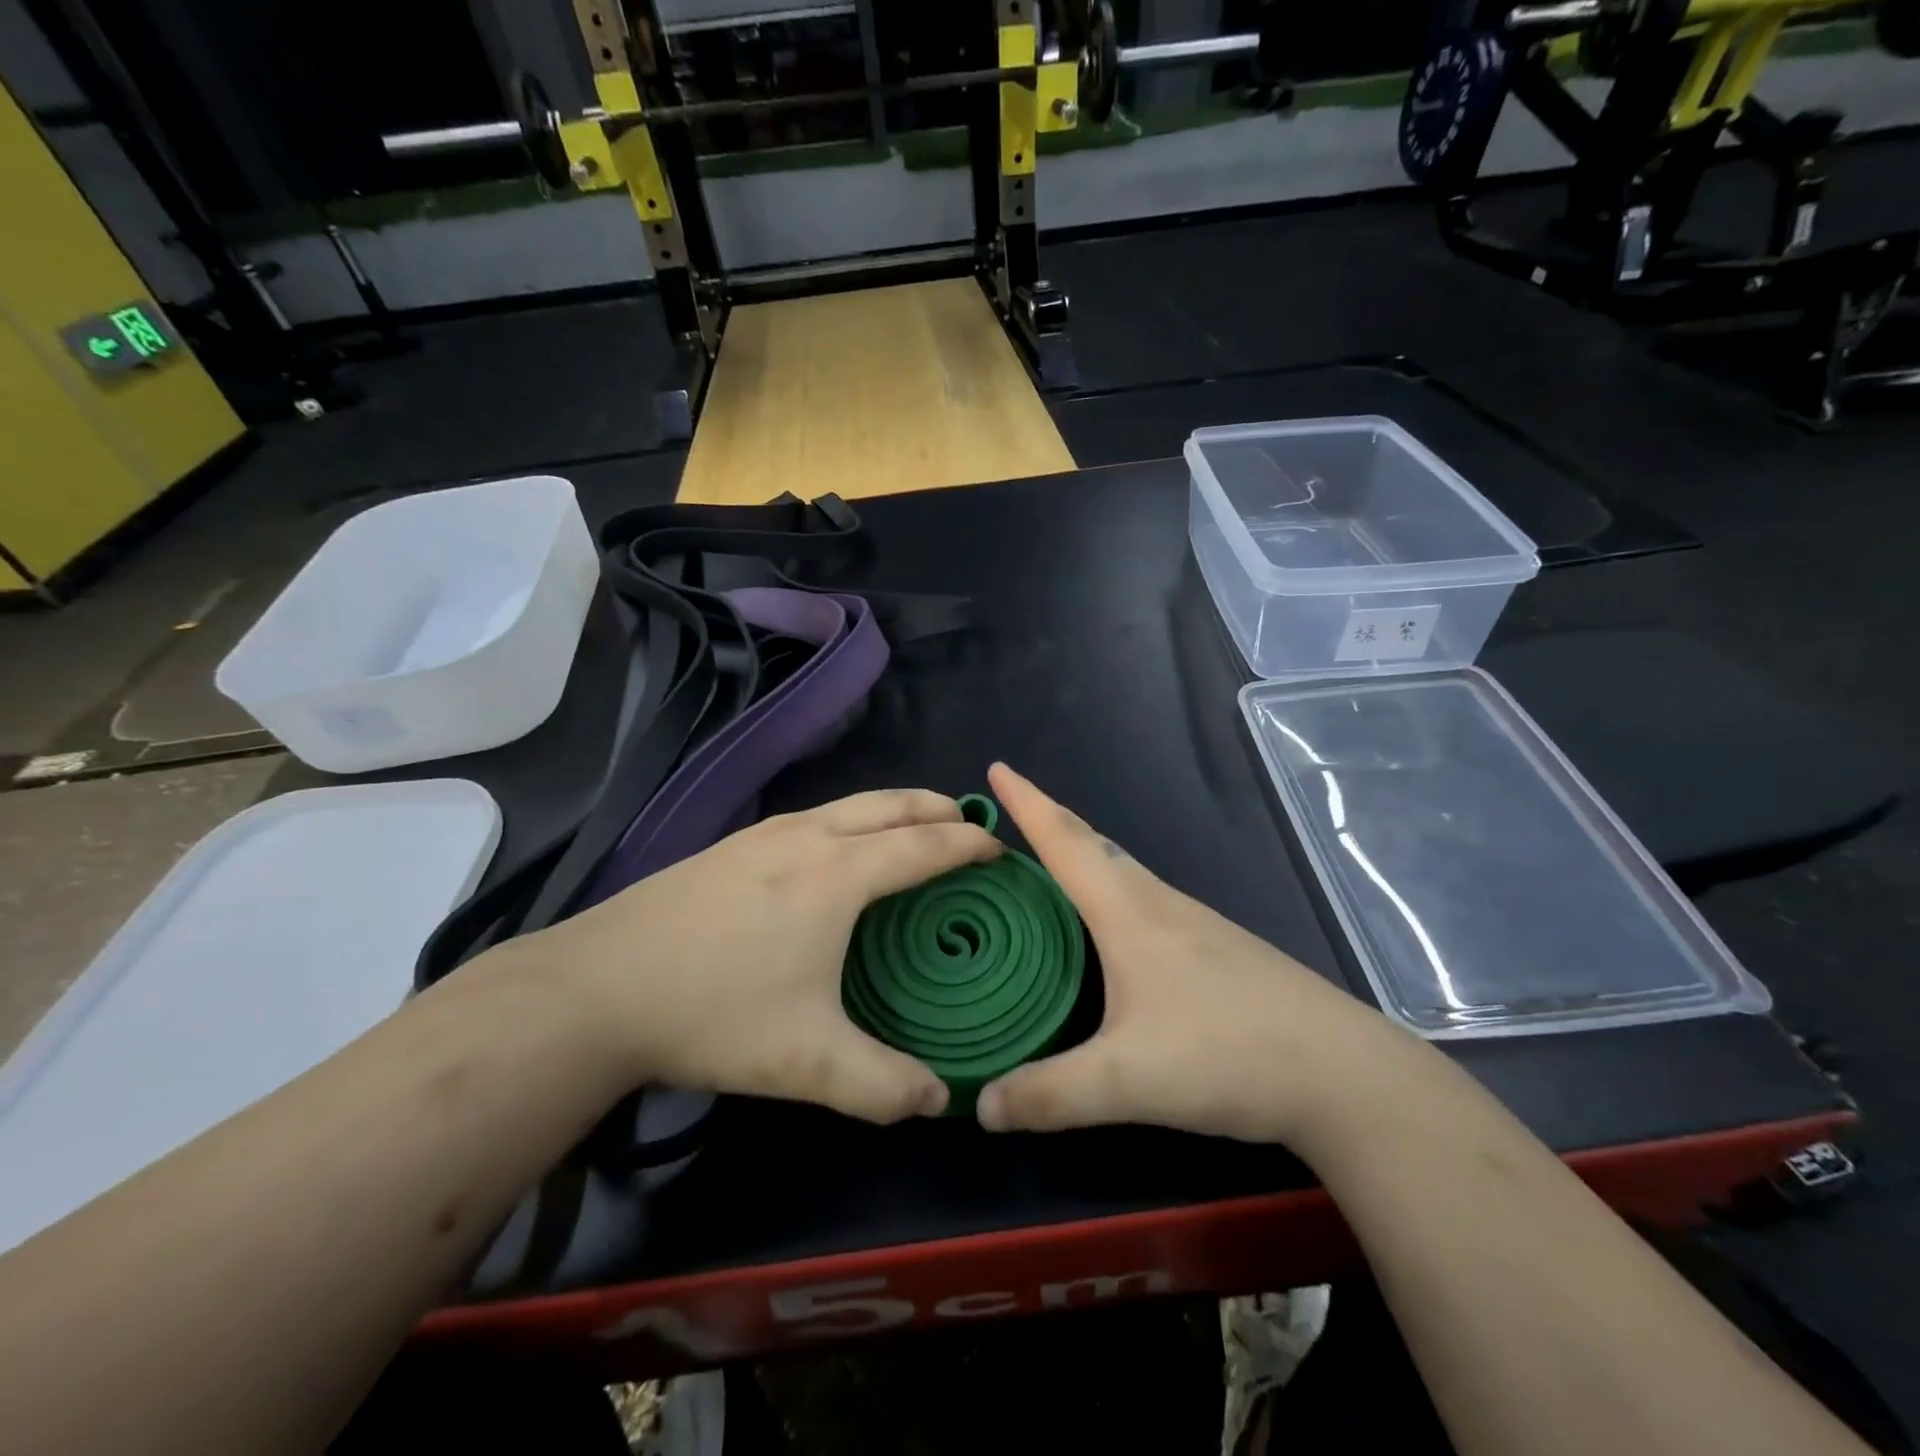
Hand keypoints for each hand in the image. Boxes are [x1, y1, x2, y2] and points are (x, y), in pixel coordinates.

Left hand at [520, 790, 1000, 1122]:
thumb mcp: (808, 1062)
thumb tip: (940, 1100)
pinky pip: (815, 816)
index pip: (923, 845)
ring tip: (912, 829)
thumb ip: (883, 1086)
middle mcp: (808, 837)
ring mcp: (764, 833)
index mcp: (838, 875)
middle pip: (890, 804)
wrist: (596, 987)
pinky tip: (836, 851)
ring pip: (848, 803)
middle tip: (967, 823)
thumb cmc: (714, 1012)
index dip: (968, 844)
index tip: (999, 849)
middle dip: (936, 807)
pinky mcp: (732, 844)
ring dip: (892, 809)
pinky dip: (851, 819)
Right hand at [976, 763, 1409, 1144]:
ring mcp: (1194, 924)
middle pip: (1094, 845)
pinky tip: (1110, 925)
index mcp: (1128, 911)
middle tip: (1010, 811)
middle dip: (1049, 820)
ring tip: (1048, 863)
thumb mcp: (1127, 1082)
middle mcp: (1158, 903)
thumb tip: (981, 1105)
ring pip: (1122, 872)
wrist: (1344, 1074)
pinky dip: (1109, 890)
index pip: (1065, 841)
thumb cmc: (1227, 1054)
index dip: (1026, 803)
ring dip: (1081, 854)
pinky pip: (1143, 900)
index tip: (996, 768)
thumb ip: (1050, 1094)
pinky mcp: (1216, 949)